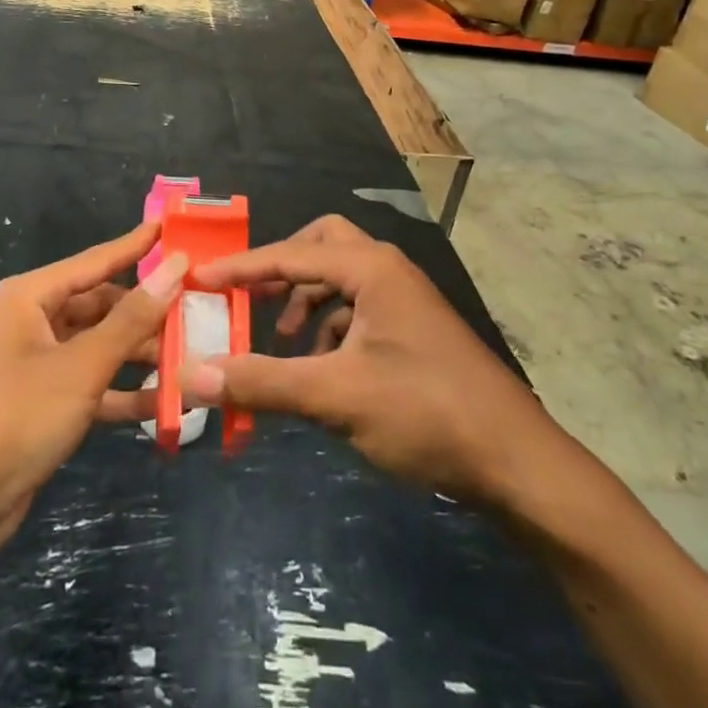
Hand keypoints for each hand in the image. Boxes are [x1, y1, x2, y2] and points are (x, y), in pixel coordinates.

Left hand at [0, 221, 186, 565]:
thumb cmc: (13, 418)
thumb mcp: (80, 366)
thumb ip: (132, 319)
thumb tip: (175, 267)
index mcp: (31, 297)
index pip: (97, 260)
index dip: (138, 245)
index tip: (176, 228)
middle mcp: (34, 322)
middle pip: (102, 305)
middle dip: (148, 311)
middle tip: (201, 310)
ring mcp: (38, 364)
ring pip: (101, 346)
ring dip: (141, 355)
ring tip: (194, 357)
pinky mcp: (44, 404)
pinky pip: (93, 385)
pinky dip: (124, 393)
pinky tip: (167, 404)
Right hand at [178, 215, 574, 509]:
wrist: (515, 462)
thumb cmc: (425, 413)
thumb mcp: (335, 396)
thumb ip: (262, 382)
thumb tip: (192, 375)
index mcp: (370, 268)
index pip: (289, 254)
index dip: (240, 267)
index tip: (199, 279)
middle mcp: (387, 270)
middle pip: (321, 245)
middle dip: (281, 268)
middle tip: (250, 297)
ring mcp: (405, 300)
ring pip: (340, 279)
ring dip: (305, 301)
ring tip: (283, 342)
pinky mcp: (413, 330)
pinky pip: (358, 309)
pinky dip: (330, 328)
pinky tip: (322, 369)